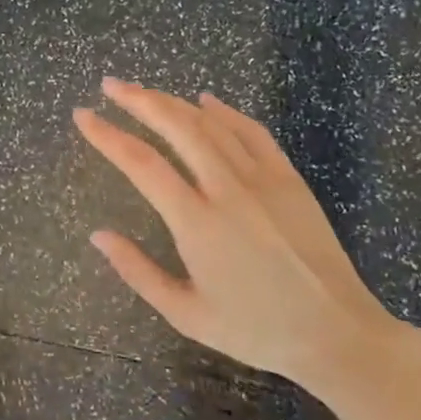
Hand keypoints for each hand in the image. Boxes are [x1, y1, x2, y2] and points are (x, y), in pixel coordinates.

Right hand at [74, 78, 409, 387]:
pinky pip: (253, 133)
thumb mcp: (185, 314)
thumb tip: (98, 235)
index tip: (83, 116)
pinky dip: (226, 111)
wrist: (337, 333)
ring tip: (145, 91)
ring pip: (212, 124)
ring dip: (174, 102)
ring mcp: (263, 180)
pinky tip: (206, 101)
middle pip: (177, 127)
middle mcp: (228, 190)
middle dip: (139, 100)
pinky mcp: (289, 180)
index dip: (108, 135)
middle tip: (110, 85)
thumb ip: (137, 271)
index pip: (142, 164)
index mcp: (197, 223)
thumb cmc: (255, 329)